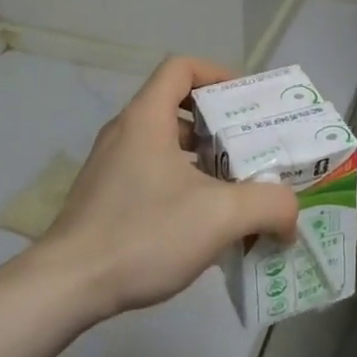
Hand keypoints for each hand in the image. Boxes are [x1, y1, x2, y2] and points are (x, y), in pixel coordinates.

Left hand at [35, 57, 298, 320]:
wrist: (65, 289)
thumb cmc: (143, 234)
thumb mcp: (221, 216)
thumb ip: (269, 205)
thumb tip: (291, 216)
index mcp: (146, 118)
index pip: (182, 68)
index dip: (219, 74)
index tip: (247, 102)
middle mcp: (125, 133)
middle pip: (178, 106)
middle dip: (221, 124)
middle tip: (254, 148)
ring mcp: (110, 167)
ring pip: (166, 144)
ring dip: (205, 158)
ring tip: (237, 187)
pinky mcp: (104, 198)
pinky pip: (152, 173)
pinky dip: (183, 183)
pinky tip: (204, 221)